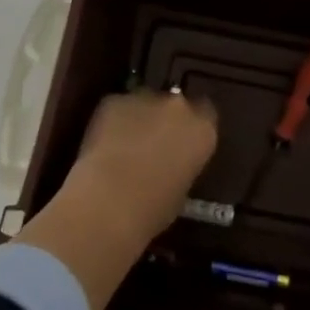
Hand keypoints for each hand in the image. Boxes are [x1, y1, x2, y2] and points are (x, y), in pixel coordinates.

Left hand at [62, 89, 218, 249]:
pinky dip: (113, 121)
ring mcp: (145, 99)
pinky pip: (117, 108)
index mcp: (203, 130)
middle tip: (152, 144)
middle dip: (165, 120)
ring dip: (139, 119)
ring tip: (124, 146)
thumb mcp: (182, 191)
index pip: (206, 115)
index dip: (192, 128)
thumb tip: (171, 163)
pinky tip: (103, 145)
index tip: (182, 143)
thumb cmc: (153, 210)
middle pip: (176, 105)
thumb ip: (182, 165)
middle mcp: (179, 107)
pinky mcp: (114, 100)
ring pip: (144, 103)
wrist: (109, 202)